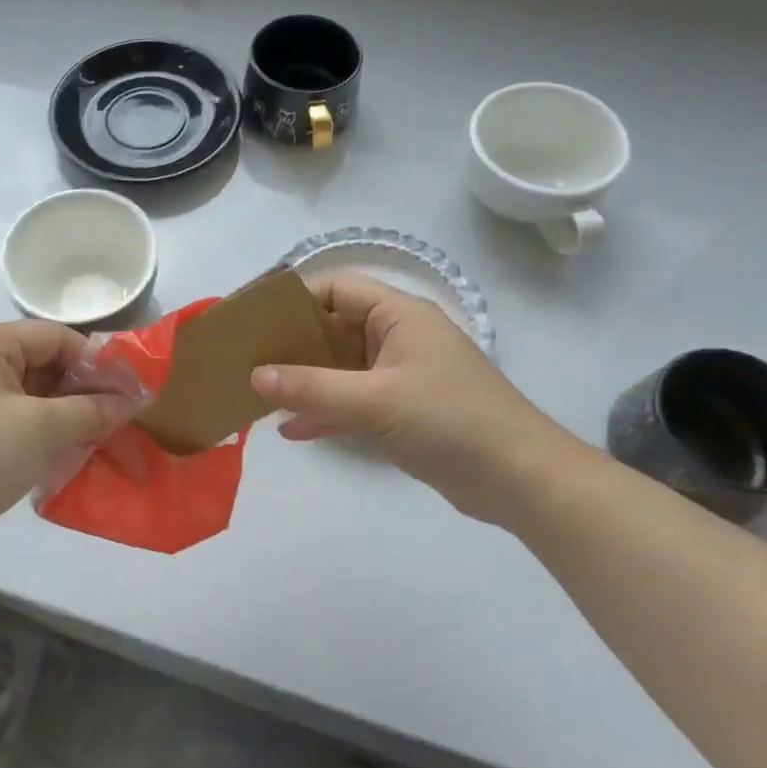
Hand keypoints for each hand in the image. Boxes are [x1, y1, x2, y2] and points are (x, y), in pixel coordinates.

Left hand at [0, 321, 142, 557]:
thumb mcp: (40, 430)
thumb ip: (90, 410)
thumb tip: (131, 400)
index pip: (55, 337)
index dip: (96, 362)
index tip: (129, 393)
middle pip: (40, 363)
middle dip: (79, 391)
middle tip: (114, 419)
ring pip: (25, 392)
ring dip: (59, 413)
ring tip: (91, 438)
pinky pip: (6, 414)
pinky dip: (33, 429)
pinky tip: (55, 453)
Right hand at [251, 273, 581, 523]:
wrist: (520, 480)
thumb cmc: (451, 421)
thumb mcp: (377, 400)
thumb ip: (313, 387)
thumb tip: (255, 375)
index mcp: (398, 315)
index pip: (336, 288)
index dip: (294, 297)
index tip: (254, 318)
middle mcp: (397, 337)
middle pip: (333, 327)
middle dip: (291, 343)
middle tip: (246, 357)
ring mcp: (399, 375)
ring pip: (339, 367)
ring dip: (304, 380)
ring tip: (258, 390)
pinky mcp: (401, 410)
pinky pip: (351, 402)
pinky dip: (324, 411)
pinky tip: (290, 429)